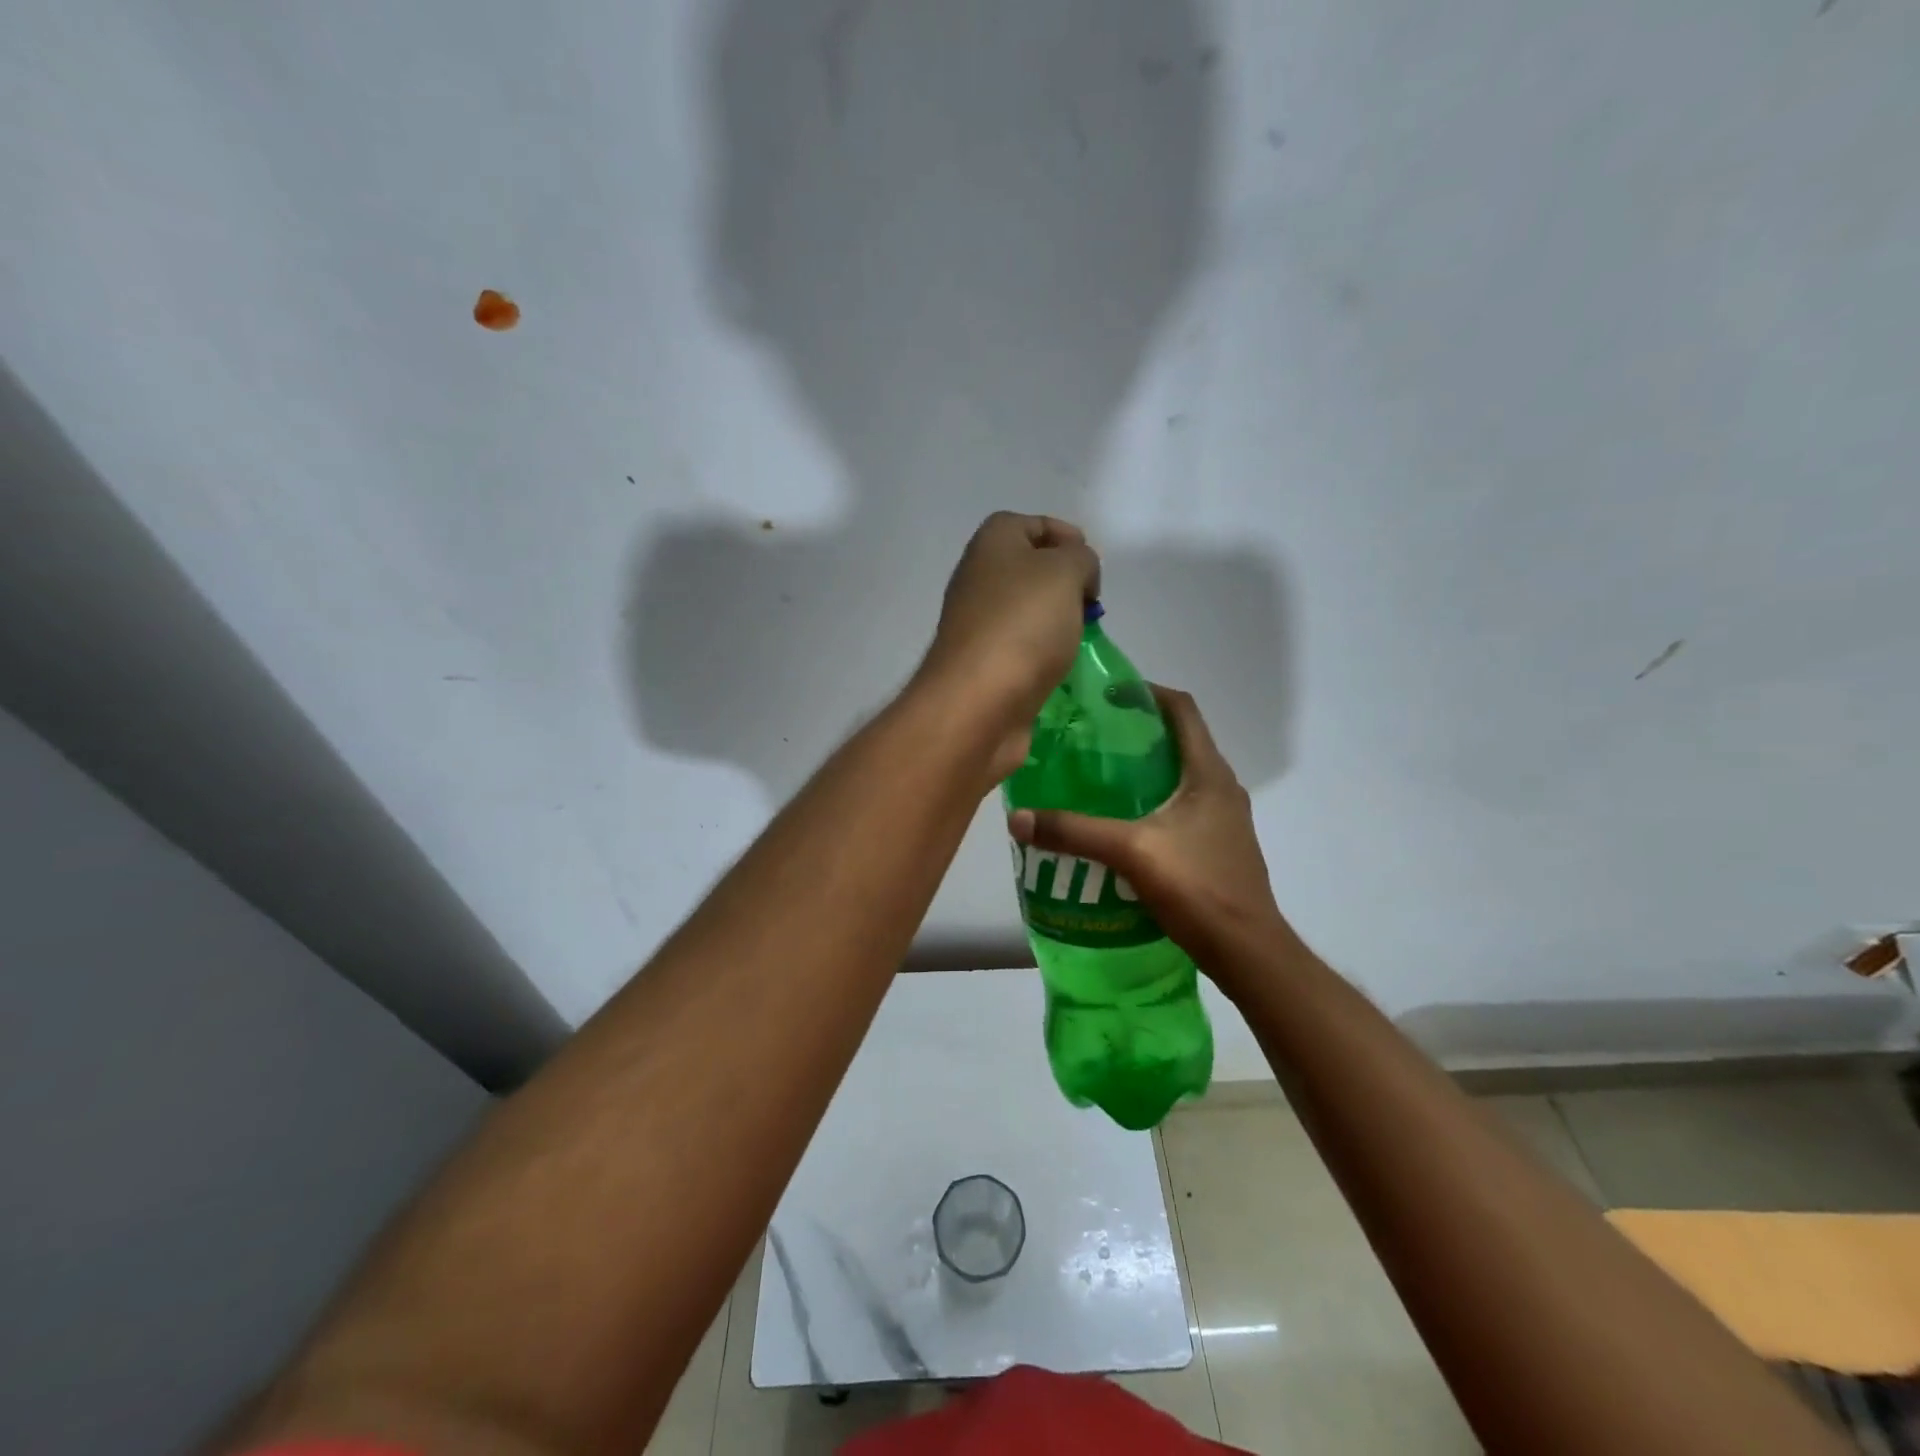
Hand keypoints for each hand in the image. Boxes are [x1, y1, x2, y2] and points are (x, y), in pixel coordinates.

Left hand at [916, 512, 1099, 775]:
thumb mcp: (1065, 572)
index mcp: (991, 544)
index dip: (1065, 536)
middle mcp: (977, 579)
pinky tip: (1058, 666)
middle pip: (1027, 568)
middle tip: (1089, 604)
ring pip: (1024, 610)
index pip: (1029, 524)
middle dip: (1064, 582)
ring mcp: (977, 624)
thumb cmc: (1023, 625)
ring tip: (1079, 637)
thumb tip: (1075, 572)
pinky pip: (1019, 647)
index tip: (1092, 567)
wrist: (977, 702)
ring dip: (1055, 620)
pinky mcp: (982, 664)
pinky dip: (1041, 653)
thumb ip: (1079, 558)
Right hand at [1007, 686, 1288, 987]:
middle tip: (1091, 738)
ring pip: (1180, 778)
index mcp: (1209, 774)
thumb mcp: (1131, 852)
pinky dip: (1152, 803)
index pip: (1183, 710)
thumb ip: (1074, 833)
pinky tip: (1121, 826)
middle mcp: (1222, 788)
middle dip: (1137, 733)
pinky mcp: (1218, 846)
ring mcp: (1224, 820)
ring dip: (1144, 771)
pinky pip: (1182, 808)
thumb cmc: (1199, 887)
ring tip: (1098, 779)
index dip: (1147, 693)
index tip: (1108, 695)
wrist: (1248, 952)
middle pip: (1180, 741)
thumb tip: (1018, 819)